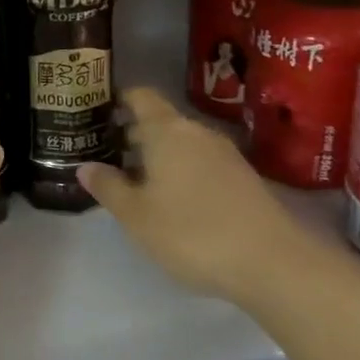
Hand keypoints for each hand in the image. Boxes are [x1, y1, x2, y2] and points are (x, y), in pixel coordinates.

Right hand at [78, 87, 306, 302]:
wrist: (274, 264)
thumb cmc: (192, 232)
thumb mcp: (137, 216)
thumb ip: (109, 187)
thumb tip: (85, 166)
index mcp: (167, 131)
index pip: (140, 96)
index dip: (119, 99)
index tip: (98, 111)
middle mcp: (196, 133)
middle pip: (160, 120)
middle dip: (133, 133)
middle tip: (106, 153)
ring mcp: (225, 155)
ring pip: (181, 143)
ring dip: (158, 155)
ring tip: (135, 180)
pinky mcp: (243, 178)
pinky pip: (201, 161)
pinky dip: (181, 170)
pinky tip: (172, 199)